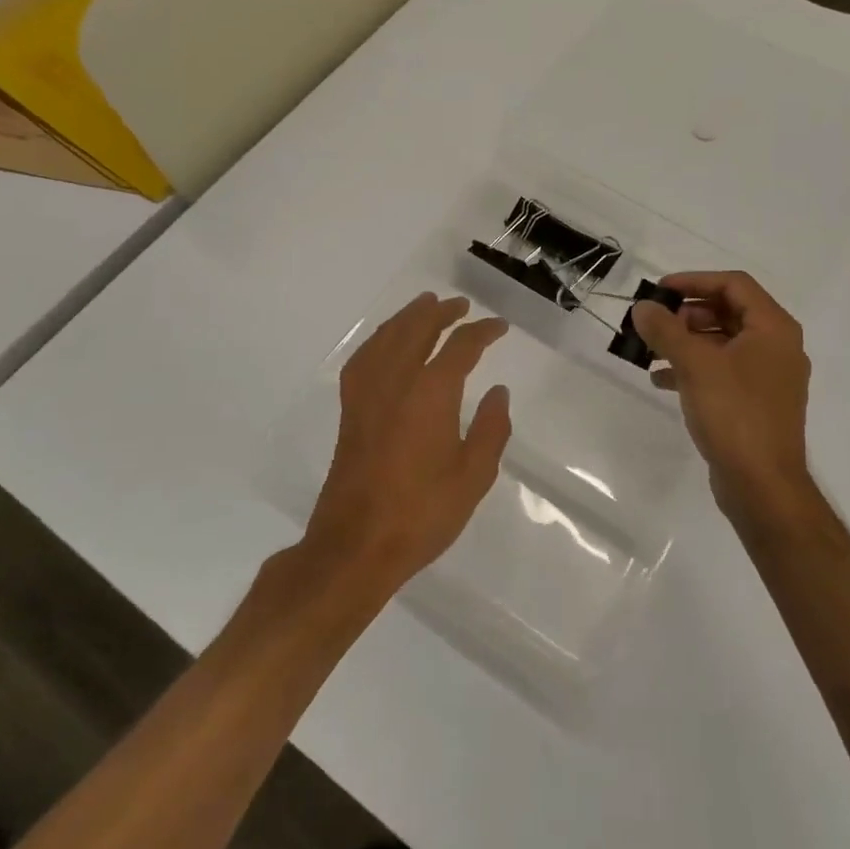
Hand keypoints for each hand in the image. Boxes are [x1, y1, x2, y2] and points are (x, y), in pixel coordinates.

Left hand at [302, 293, 511, 594]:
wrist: (356, 545)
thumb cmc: (422, 513)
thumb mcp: (473, 476)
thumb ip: (490, 429)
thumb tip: (498, 392)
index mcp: (431, 393)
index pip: (461, 347)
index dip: (482, 331)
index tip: (499, 326)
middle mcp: (395, 382)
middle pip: (417, 329)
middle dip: (440, 312)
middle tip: (459, 304)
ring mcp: (367, 394)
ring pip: (386, 337)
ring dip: (408, 317)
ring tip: (424, 306)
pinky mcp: (350, 410)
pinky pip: (364, 358)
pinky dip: (379, 340)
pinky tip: (386, 343)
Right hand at [631, 272, 814, 527]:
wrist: (762, 485)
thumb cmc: (734, 414)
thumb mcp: (695, 365)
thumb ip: (666, 330)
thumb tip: (643, 307)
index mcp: (773, 329)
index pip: (734, 285)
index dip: (695, 280)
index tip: (660, 290)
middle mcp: (776, 347)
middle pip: (728, 312)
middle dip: (687, 314)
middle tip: (655, 323)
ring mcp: (767, 377)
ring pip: (722, 343)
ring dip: (686, 342)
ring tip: (651, 350)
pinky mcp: (755, 403)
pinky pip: (722, 372)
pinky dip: (694, 369)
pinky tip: (661, 379)